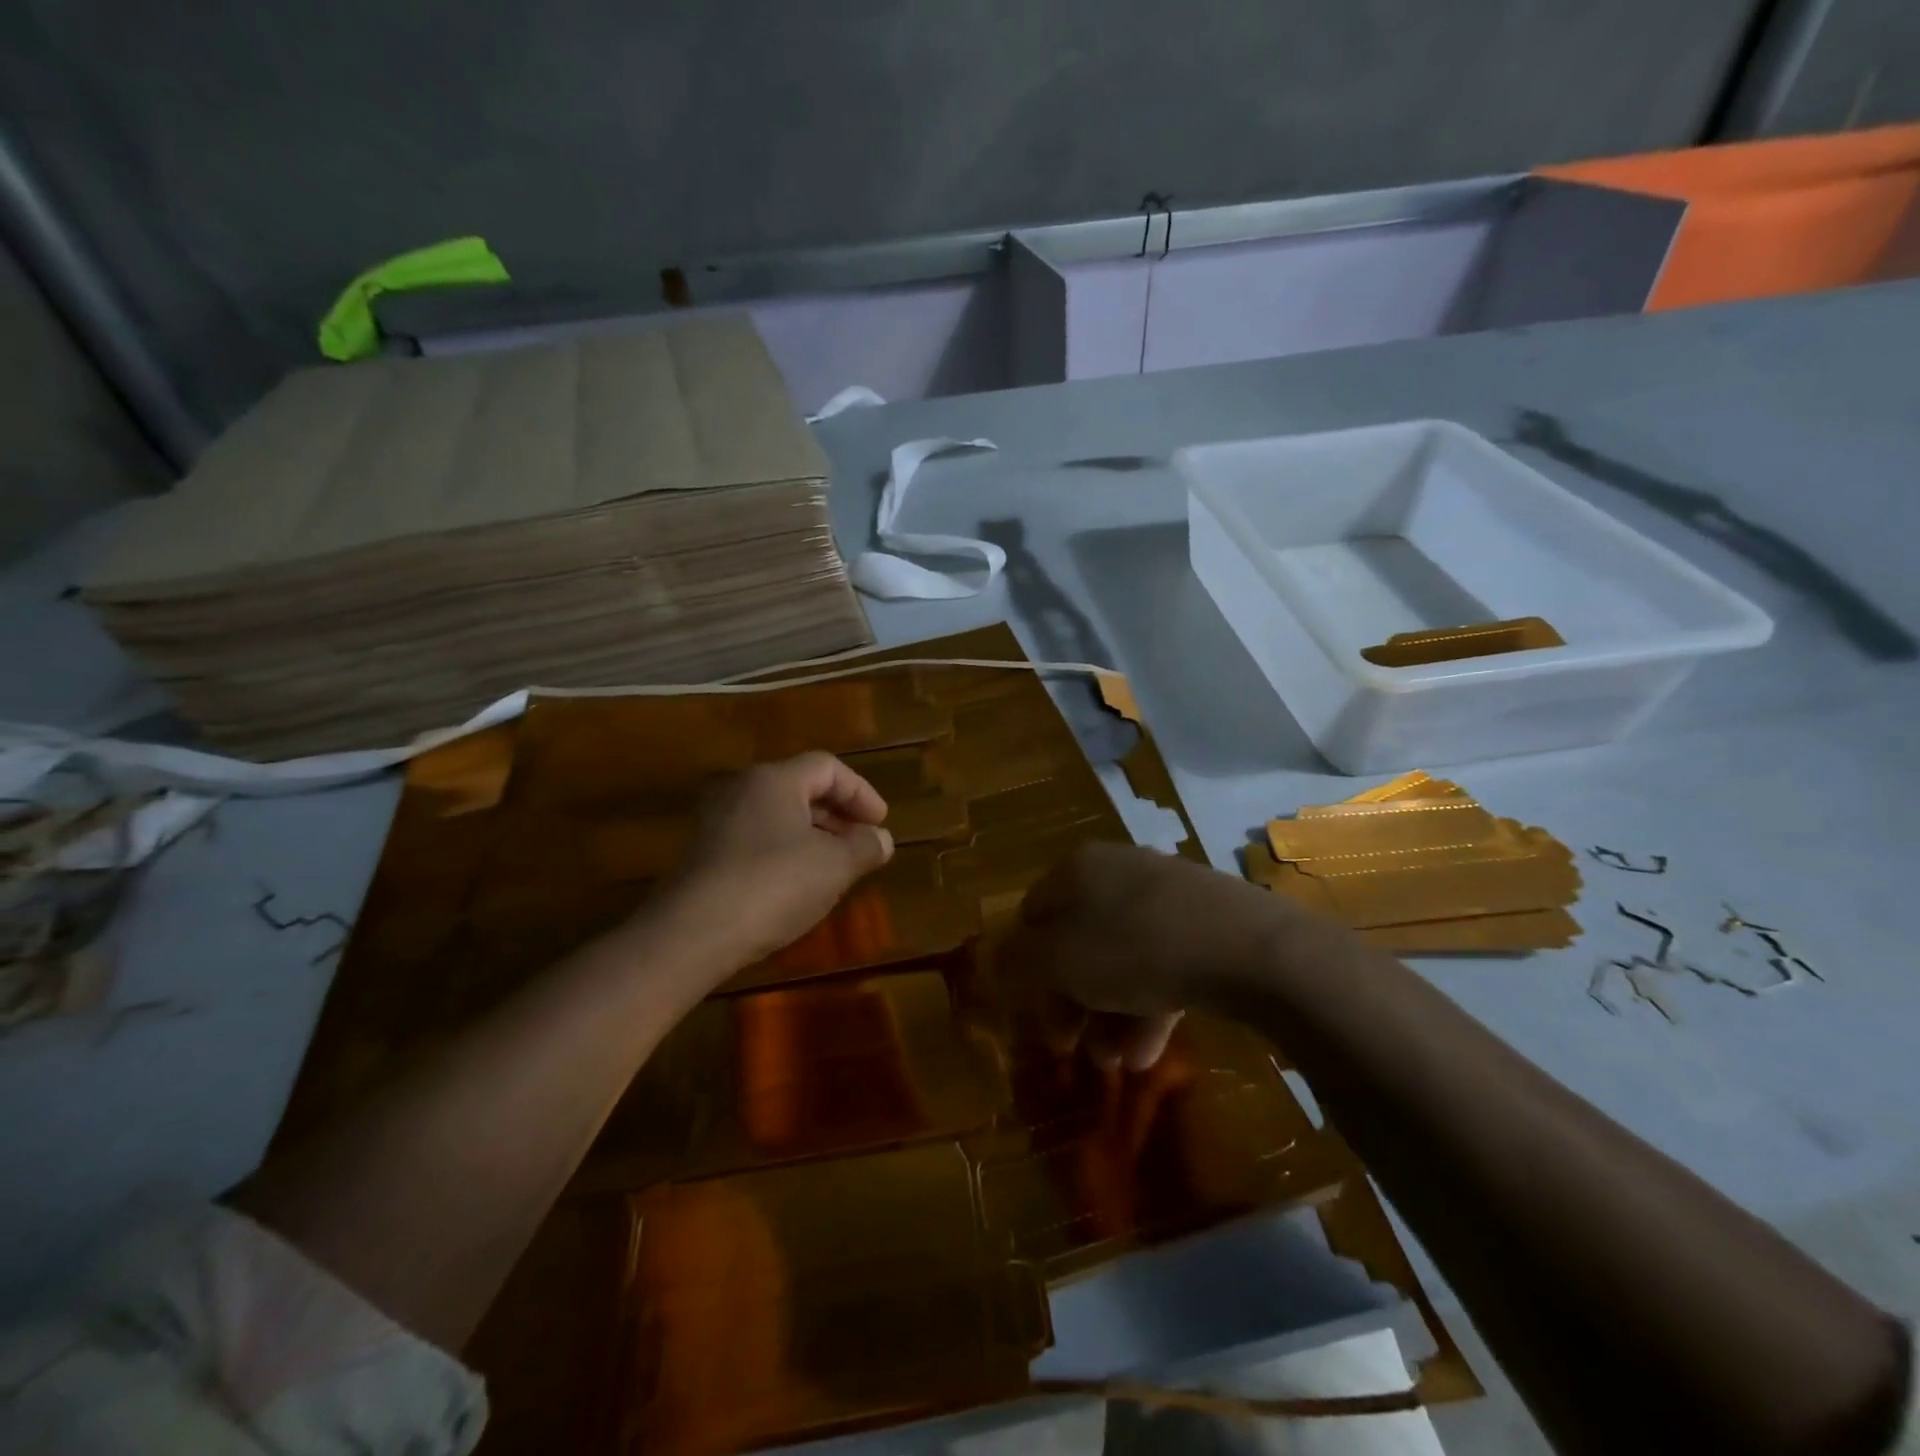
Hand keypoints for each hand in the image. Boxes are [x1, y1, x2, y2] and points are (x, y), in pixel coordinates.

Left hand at [664, 753, 894, 968]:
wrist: (690, 935)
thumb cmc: (773, 886)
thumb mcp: (834, 867)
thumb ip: (865, 847)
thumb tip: (882, 839)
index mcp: (774, 779)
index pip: (827, 767)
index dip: (861, 792)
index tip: (880, 823)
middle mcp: (741, 789)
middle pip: (800, 788)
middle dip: (838, 815)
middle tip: (862, 844)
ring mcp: (716, 822)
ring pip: (777, 816)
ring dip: (813, 837)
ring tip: (836, 868)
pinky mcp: (703, 855)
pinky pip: (756, 840)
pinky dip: (785, 853)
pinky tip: (797, 887)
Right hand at [1000, 841, 1302, 1070]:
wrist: (1246, 946)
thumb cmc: (1134, 948)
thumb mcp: (1059, 960)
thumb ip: (1019, 960)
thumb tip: (997, 958)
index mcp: (1076, 869)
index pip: (1033, 915)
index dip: (1028, 968)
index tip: (1036, 1014)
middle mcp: (1117, 873)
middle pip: (1078, 941)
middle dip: (1073, 1001)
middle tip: (1073, 1047)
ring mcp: (1165, 895)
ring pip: (1122, 959)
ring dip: (1110, 1014)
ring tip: (1115, 1064)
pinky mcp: (1204, 922)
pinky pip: (1163, 964)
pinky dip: (1150, 1006)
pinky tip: (1148, 1053)